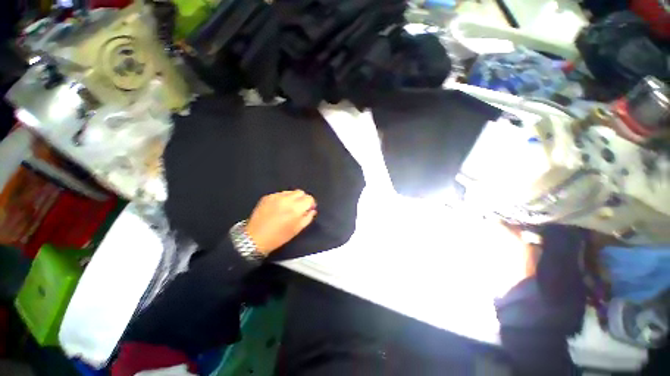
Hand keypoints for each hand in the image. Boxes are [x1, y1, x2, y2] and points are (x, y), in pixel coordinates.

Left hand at [246, 190, 316, 255]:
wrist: (255, 238)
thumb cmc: (279, 236)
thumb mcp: (297, 229)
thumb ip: (308, 218)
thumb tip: (312, 210)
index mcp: (296, 208)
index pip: (309, 198)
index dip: (311, 204)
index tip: (308, 209)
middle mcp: (287, 199)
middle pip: (300, 192)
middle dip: (302, 199)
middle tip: (299, 208)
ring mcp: (276, 196)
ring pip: (290, 192)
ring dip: (293, 198)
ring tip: (288, 208)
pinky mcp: (267, 196)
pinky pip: (280, 194)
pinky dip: (283, 199)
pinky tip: (278, 208)